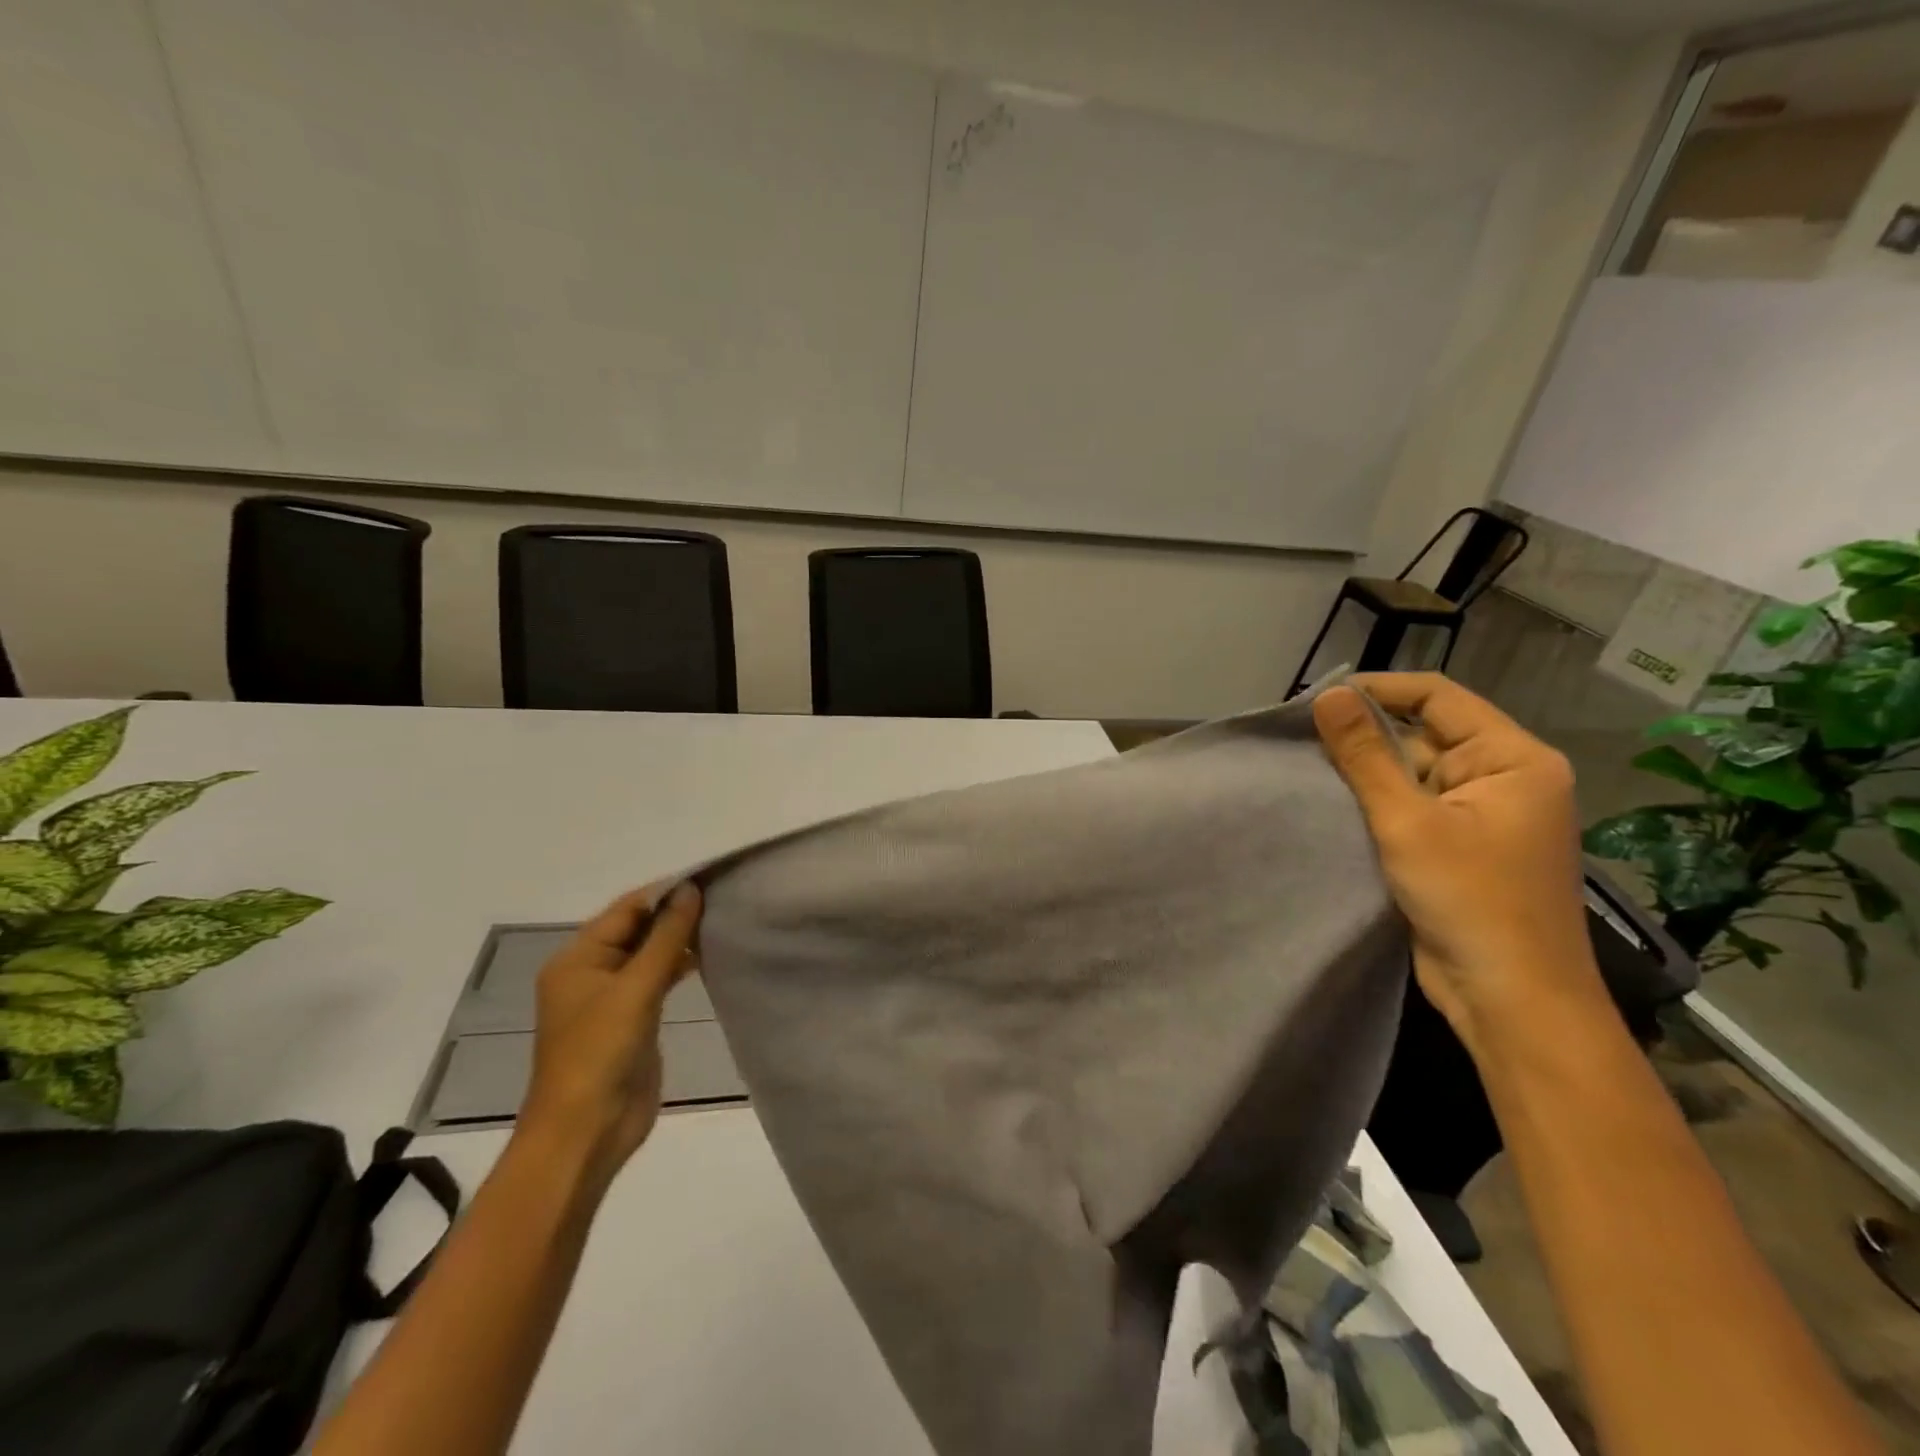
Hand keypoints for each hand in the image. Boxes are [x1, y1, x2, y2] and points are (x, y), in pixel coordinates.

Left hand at [518, 883, 702, 1193]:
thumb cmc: (600, 1053)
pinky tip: (708, 957)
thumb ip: (665, 937)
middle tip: (724, 897)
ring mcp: (611, 998)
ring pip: (649, 954)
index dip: (665, 892)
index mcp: (577, 958)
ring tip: (723, 921)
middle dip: (675, 913)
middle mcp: (591, 972)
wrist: (586, 1133)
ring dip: (679, 939)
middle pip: (637, 929)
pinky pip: (657, 980)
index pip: (626, 909)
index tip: (710, 877)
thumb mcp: (635, 989)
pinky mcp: (632, 1020)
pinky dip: (679, 966)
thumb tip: (691, 889)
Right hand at [1312, 674, 1609, 1050]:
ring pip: (1415, 771)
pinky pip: (1415, 805)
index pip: (1439, 698)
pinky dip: (1378, 803)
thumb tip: (1329, 696)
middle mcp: (1505, 777)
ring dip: (1368, 772)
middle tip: (1303, 739)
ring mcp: (1484, 814)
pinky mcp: (1462, 845)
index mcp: (1514, 758)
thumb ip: (1365, 755)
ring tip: (1309, 769)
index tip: (1319, 700)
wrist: (1511, 998)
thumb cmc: (1469, 900)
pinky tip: (1335, 804)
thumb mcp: (1407, 821)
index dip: (1379, 690)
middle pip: (1426, 733)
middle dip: (1367, 735)